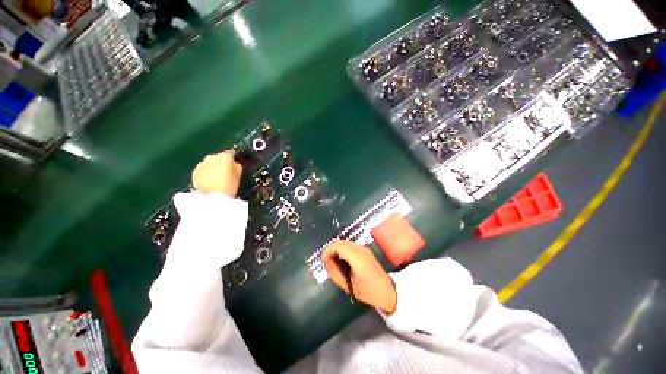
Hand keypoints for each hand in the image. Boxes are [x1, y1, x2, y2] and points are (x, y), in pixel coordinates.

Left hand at [192, 151, 242, 196]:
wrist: (213, 197)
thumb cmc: (229, 185)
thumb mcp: (239, 175)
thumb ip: (236, 166)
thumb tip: (234, 164)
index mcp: (224, 156)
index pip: (230, 153)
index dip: (233, 159)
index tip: (235, 164)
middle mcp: (211, 157)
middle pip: (218, 158)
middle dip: (221, 163)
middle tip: (226, 173)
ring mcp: (201, 164)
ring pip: (209, 163)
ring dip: (212, 168)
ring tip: (217, 178)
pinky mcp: (194, 172)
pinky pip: (202, 170)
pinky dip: (205, 173)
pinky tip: (209, 181)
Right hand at [322, 240, 396, 313]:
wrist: (388, 292)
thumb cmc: (368, 291)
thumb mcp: (347, 285)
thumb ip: (334, 271)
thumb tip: (326, 261)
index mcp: (356, 255)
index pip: (337, 245)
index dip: (327, 250)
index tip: (323, 261)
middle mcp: (360, 248)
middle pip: (340, 241)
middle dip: (331, 249)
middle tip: (327, 262)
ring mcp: (363, 248)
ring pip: (345, 243)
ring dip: (337, 250)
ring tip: (334, 263)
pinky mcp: (365, 250)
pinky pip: (350, 246)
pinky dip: (343, 251)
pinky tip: (343, 262)